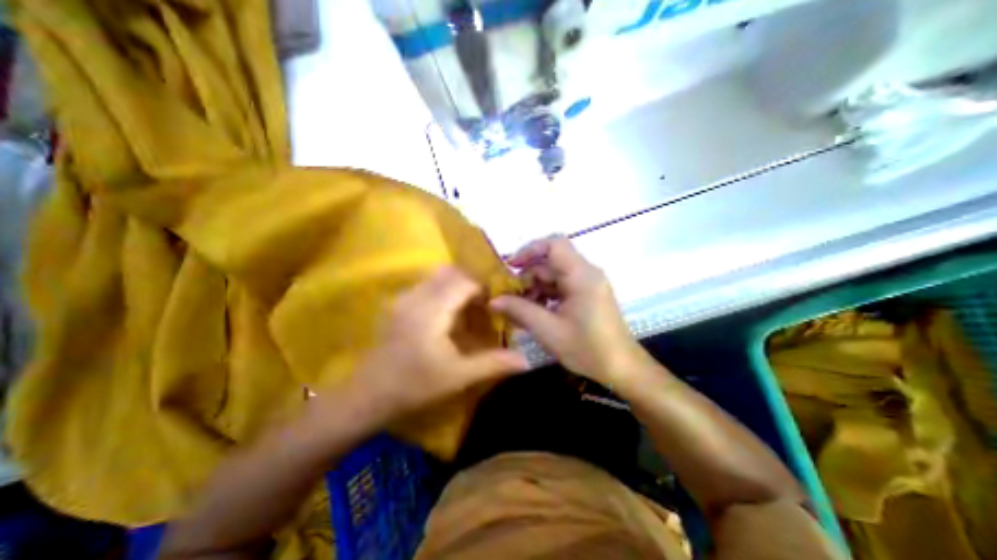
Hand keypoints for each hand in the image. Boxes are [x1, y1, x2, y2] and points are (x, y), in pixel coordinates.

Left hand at [357, 268, 528, 420]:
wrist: (367, 396)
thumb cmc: (415, 386)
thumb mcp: (458, 376)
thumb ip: (493, 363)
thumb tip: (526, 360)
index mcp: (432, 310)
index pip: (464, 282)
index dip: (483, 290)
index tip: (492, 307)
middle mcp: (416, 296)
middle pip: (450, 272)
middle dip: (470, 284)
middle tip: (481, 306)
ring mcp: (403, 298)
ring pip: (436, 276)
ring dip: (455, 286)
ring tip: (465, 309)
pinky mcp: (397, 305)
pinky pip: (425, 285)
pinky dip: (441, 291)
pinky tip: (445, 315)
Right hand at [491, 233, 647, 387]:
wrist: (622, 369)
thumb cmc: (588, 349)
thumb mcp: (548, 330)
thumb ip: (520, 311)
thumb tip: (493, 300)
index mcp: (581, 275)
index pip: (554, 244)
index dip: (529, 250)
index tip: (510, 266)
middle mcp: (586, 273)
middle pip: (550, 263)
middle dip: (528, 278)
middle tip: (510, 298)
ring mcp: (588, 284)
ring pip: (554, 276)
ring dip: (535, 289)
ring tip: (520, 310)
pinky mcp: (587, 295)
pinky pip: (561, 287)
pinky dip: (545, 296)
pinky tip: (535, 314)